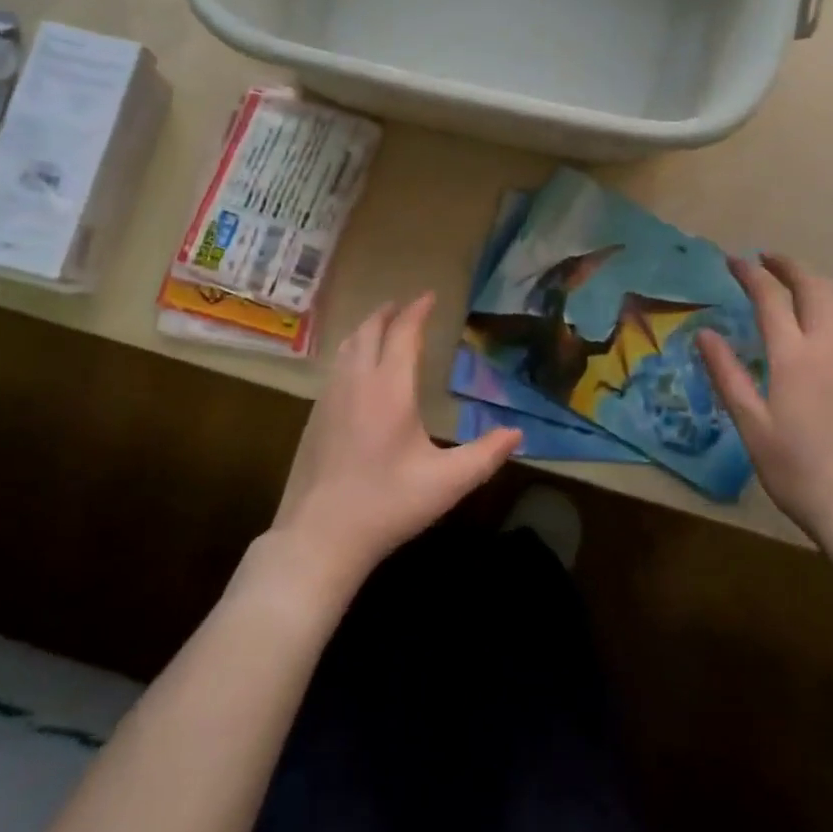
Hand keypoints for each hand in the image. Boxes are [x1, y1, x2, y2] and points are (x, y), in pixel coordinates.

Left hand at [271, 293, 521, 590]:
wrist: (319, 536)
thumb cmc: (387, 505)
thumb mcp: (446, 483)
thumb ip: (485, 455)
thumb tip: (517, 433)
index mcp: (390, 388)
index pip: (403, 333)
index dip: (417, 311)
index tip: (429, 296)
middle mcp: (357, 382)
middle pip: (370, 331)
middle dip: (388, 313)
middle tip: (404, 306)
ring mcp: (330, 397)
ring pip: (347, 346)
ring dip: (366, 329)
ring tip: (381, 327)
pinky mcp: (315, 416)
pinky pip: (335, 366)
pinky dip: (351, 351)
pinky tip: (356, 369)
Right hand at [697, 255, 832, 542]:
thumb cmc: (798, 469)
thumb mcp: (751, 424)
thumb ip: (728, 374)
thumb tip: (705, 334)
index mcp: (795, 356)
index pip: (771, 298)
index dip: (751, 274)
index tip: (733, 260)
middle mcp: (830, 346)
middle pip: (814, 287)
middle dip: (788, 266)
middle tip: (765, 259)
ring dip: (813, 281)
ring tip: (790, 280)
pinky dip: (829, 303)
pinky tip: (817, 319)